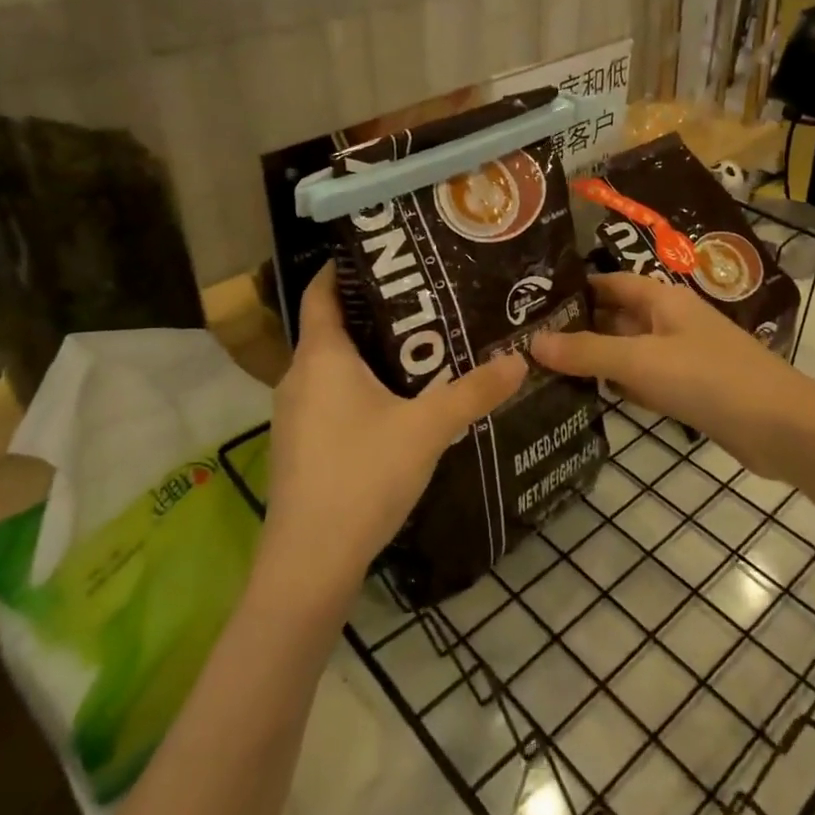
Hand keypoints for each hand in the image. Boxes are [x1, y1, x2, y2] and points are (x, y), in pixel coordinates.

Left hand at [263, 265, 525, 598]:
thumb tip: (519, 359)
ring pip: (332, 366)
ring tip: (420, 345)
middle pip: (332, 327)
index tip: (381, 250)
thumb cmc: (362, 476)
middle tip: (423, 298)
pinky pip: (330, 396)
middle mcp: (299, 377)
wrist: (310, 564)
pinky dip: (359, 385)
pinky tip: (397, 401)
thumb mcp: (427, 428)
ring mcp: (294, 415)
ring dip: (369, 352)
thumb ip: (474, 391)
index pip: (321, 292)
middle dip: (374, 310)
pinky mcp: (301, 446)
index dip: (343, 267)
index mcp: (321, 357)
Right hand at [531, 273, 814, 482]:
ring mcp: (680, 357)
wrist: (781, 427)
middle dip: (577, 327)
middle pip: (615, 316)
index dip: (574, 289)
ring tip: (543, 369)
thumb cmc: (709, 378)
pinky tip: (587, 398)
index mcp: (662, 299)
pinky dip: (619, 387)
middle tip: (525, 342)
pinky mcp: (689, 391)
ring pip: (627, 351)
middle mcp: (669, 321)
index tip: (530, 301)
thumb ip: (587, 352)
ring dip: (595, 360)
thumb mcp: (641, 361)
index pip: (609, 283)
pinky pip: (644, 380)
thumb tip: (531, 343)